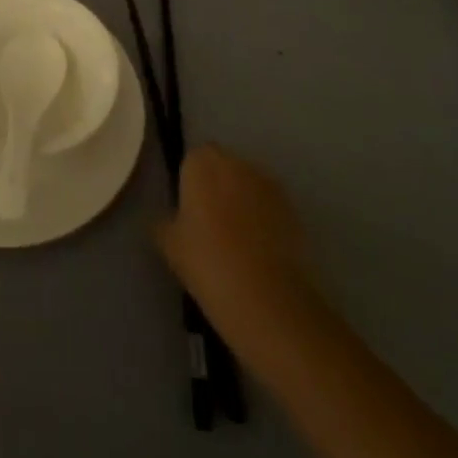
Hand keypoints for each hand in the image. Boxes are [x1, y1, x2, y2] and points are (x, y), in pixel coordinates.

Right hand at [156, 146, 319, 362]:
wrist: (266, 298)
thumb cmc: (207, 263)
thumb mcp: (169, 245)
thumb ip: (164, 222)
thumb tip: (168, 218)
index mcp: (202, 164)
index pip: (193, 158)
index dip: (190, 181)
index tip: (188, 208)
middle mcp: (236, 163)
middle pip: (223, 166)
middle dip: (217, 185)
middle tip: (209, 222)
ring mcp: (269, 184)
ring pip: (249, 183)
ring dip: (242, 199)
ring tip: (237, 238)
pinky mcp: (293, 208)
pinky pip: (270, 205)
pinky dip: (264, 217)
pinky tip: (258, 249)